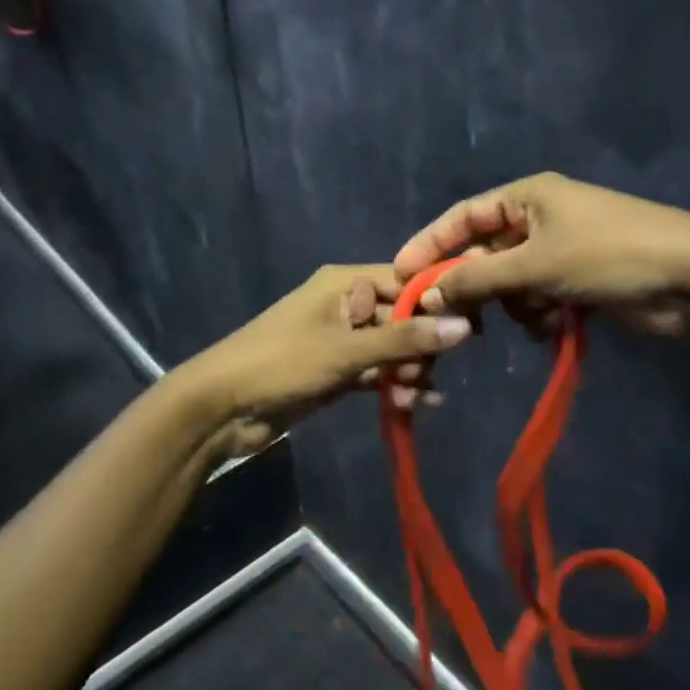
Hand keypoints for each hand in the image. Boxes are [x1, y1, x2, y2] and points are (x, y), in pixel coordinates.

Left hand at [186, 264, 473, 454]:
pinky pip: (376, 371)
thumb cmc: (281, 363)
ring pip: (391, 349)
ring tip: (413, 400)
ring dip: (407, 373)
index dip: (436, 303)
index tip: (469, 328)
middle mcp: (344, 304)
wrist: (220, 408)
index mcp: (343, 283)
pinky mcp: (336, 369)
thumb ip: (405, 340)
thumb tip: (465, 327)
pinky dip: (392, 386)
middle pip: (401, 318)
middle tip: (425, 377)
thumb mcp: (346, 351)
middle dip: (419, 348)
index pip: (404, 282)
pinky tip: (413, 406)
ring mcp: (340, 339)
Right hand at [393, 172, 689, 333]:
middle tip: (451, 318)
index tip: (398, 273)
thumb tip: (427, 295)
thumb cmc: (609, 255)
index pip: (462, 217)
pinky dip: (537, 314)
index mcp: (527, 197)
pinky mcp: (576, 280)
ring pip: (509, 281)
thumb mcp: (536, 265)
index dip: (428, 243)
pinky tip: (551, 327)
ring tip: (531, 317)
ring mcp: (559, 250)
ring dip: (512, 304)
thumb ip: (478, 279)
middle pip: (484, 253)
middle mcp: (539, 218)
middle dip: (473, 285)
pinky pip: (536, 297)